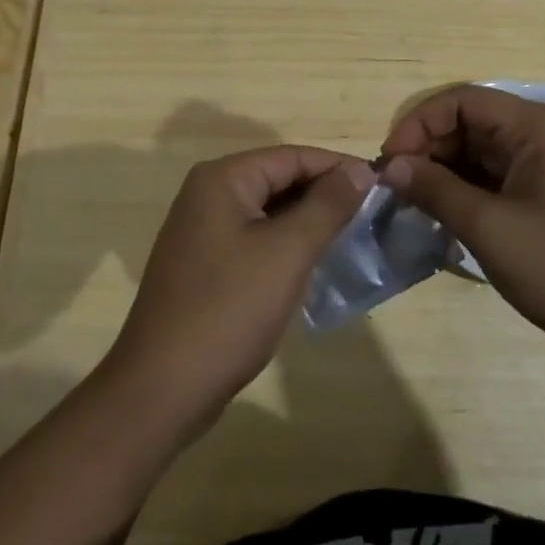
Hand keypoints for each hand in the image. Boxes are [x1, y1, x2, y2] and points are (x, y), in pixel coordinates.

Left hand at [104, 146, 374, 445]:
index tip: (382, 185)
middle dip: (323, 194)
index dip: (338, 167)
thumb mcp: (288, 252)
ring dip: (306, 220)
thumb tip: (359, 170)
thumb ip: (327, 205)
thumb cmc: (229, 309)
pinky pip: (253, 238)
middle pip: (278, 179)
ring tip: (351, 236)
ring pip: (267, 211)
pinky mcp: (203, 263)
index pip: (292, 156)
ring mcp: (201, 230)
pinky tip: (312, 263)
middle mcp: (207, 194)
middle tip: (372, 213)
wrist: (162, 388)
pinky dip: (284, 244)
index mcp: (222, 179)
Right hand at [379, 86, 544, 364]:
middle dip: (428, 151)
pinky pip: (498, 176)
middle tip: (397, 191)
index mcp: (535, 126)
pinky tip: (447, 218)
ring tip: (416, 207)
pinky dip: (469, 191)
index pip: (460, 101)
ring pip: (481, 152)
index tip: (390, 164)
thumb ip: (436, 191)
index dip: (418, 125)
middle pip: (470, 124)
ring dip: (445, 174)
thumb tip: (391, 166)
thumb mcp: (491, 230)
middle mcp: (543, 133)